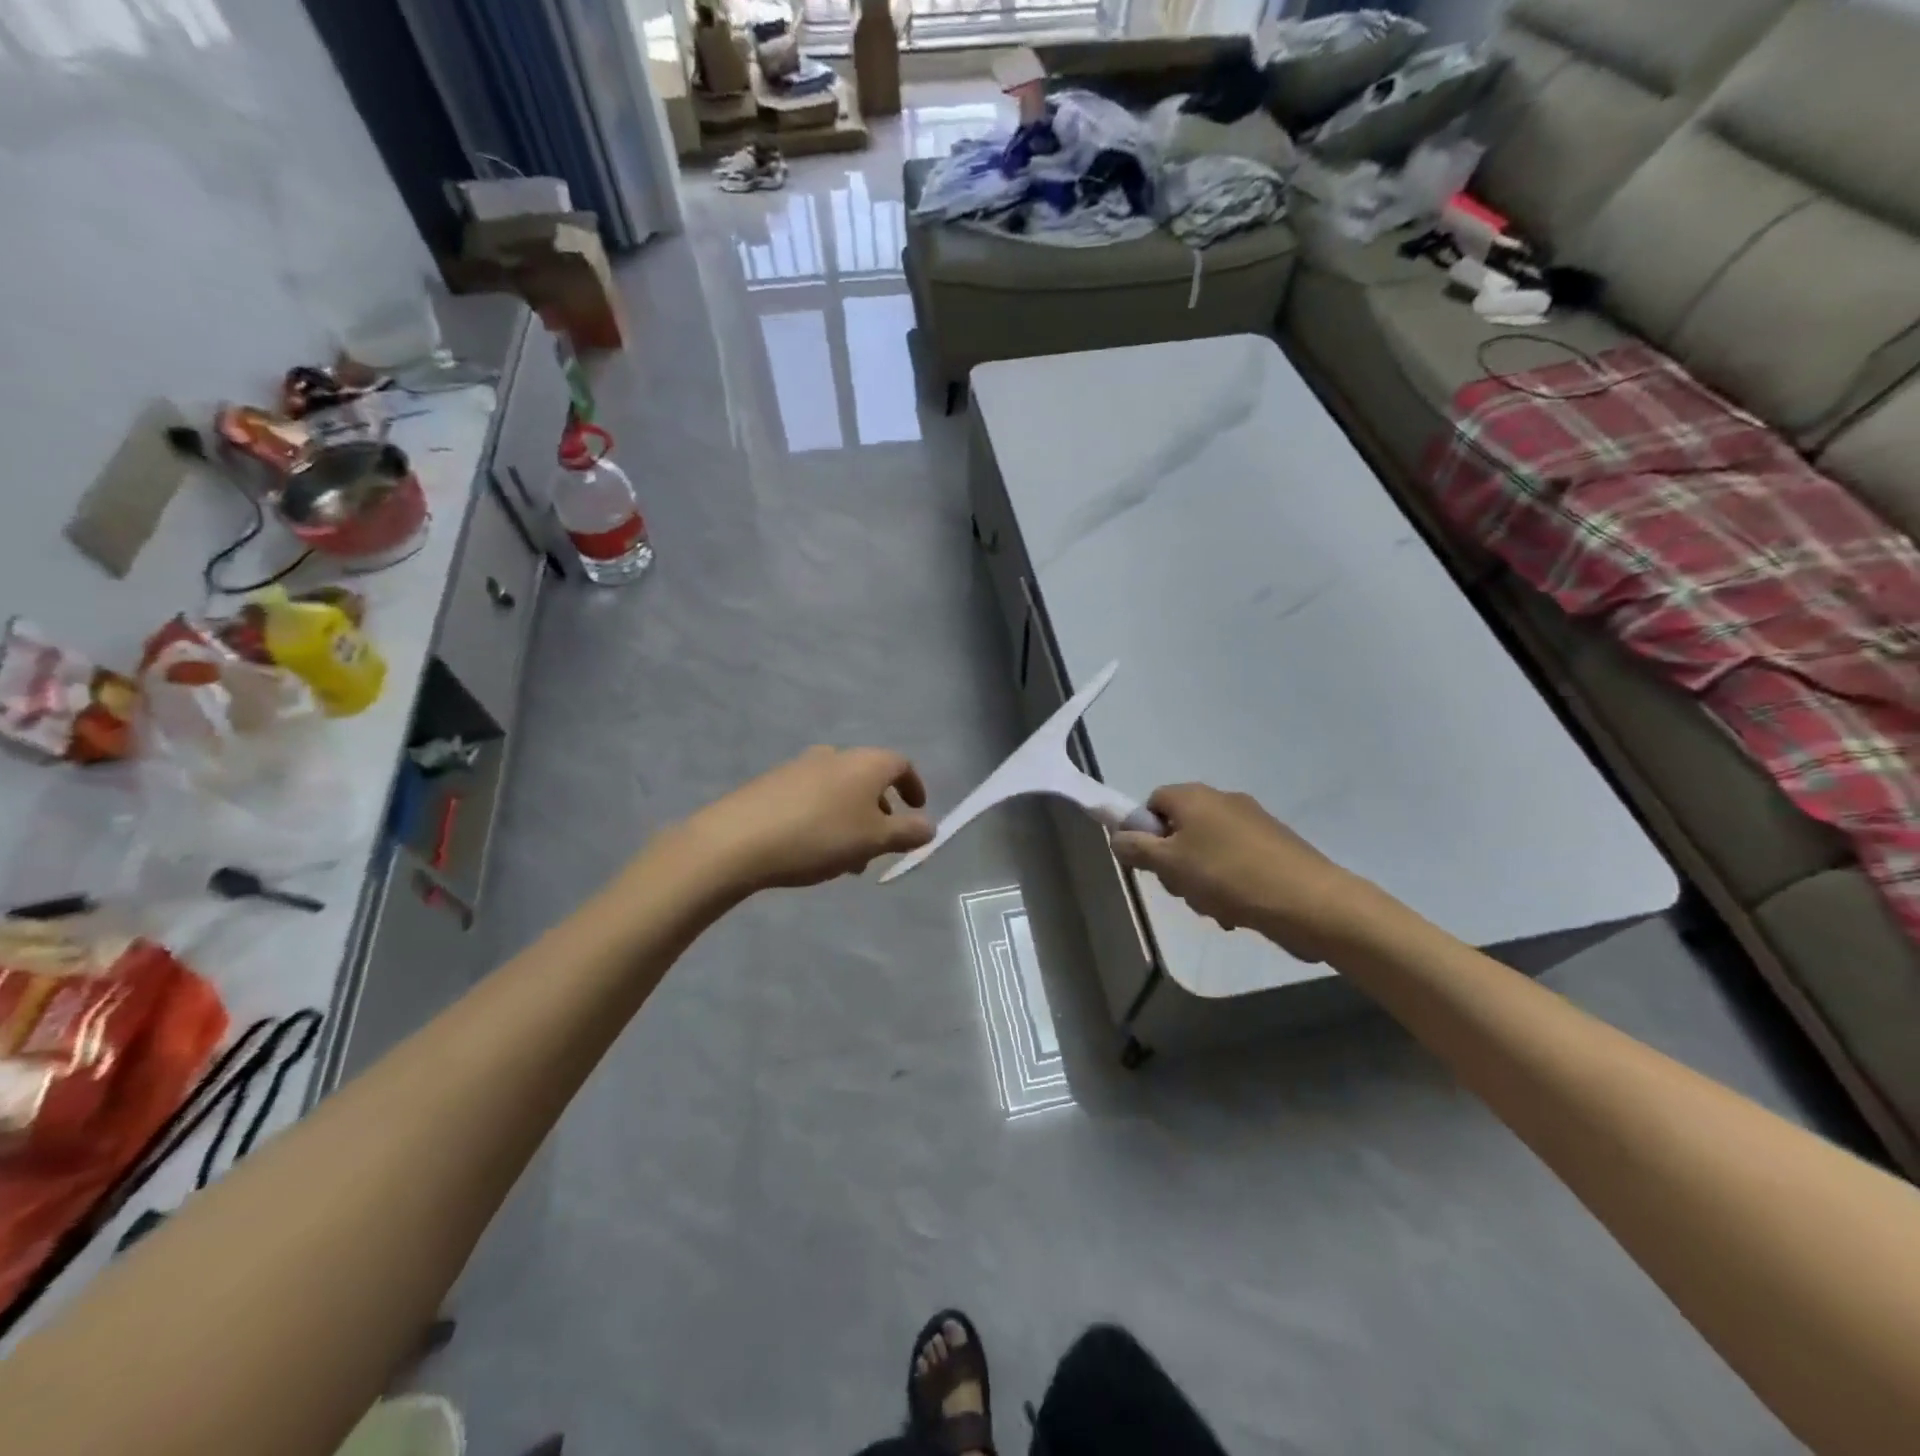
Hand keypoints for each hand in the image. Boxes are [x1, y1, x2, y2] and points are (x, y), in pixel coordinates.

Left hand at [687, 746, 935, 892]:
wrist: (737, 839)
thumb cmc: (819, 836)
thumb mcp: (873, 840)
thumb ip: (907, 833)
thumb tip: (930, 827)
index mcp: (865, 763)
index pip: (901, 765)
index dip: (914, 787)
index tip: (916, 811)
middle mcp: (835, 756)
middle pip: (868, 778)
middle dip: (880, 811)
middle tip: (880, 845)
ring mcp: (800, 766)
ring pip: (839, 791)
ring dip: (851, 820)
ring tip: (846, 860)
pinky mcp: (772, 783)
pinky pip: (812, 797)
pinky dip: (824, 819)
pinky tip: (812, 850)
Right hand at [1110, 784, 1373, 961]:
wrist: (1309, 901)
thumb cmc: (1228, 876)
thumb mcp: (1169, 865)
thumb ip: (1136, 848)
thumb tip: (1118, 836)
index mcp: (1194, 797)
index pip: (1153, 803)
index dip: (1145, 833)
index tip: (1151, 864)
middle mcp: (1223, 801)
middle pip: (1180, 828)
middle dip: (1174, 862)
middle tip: (1182, 889)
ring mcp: (1253, 823)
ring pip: (1207, 850)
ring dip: (1201, 880)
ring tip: (1214, 907)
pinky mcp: (1275, 847)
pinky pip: (1235, 862)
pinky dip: (1229, 884)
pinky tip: (1236, 911)